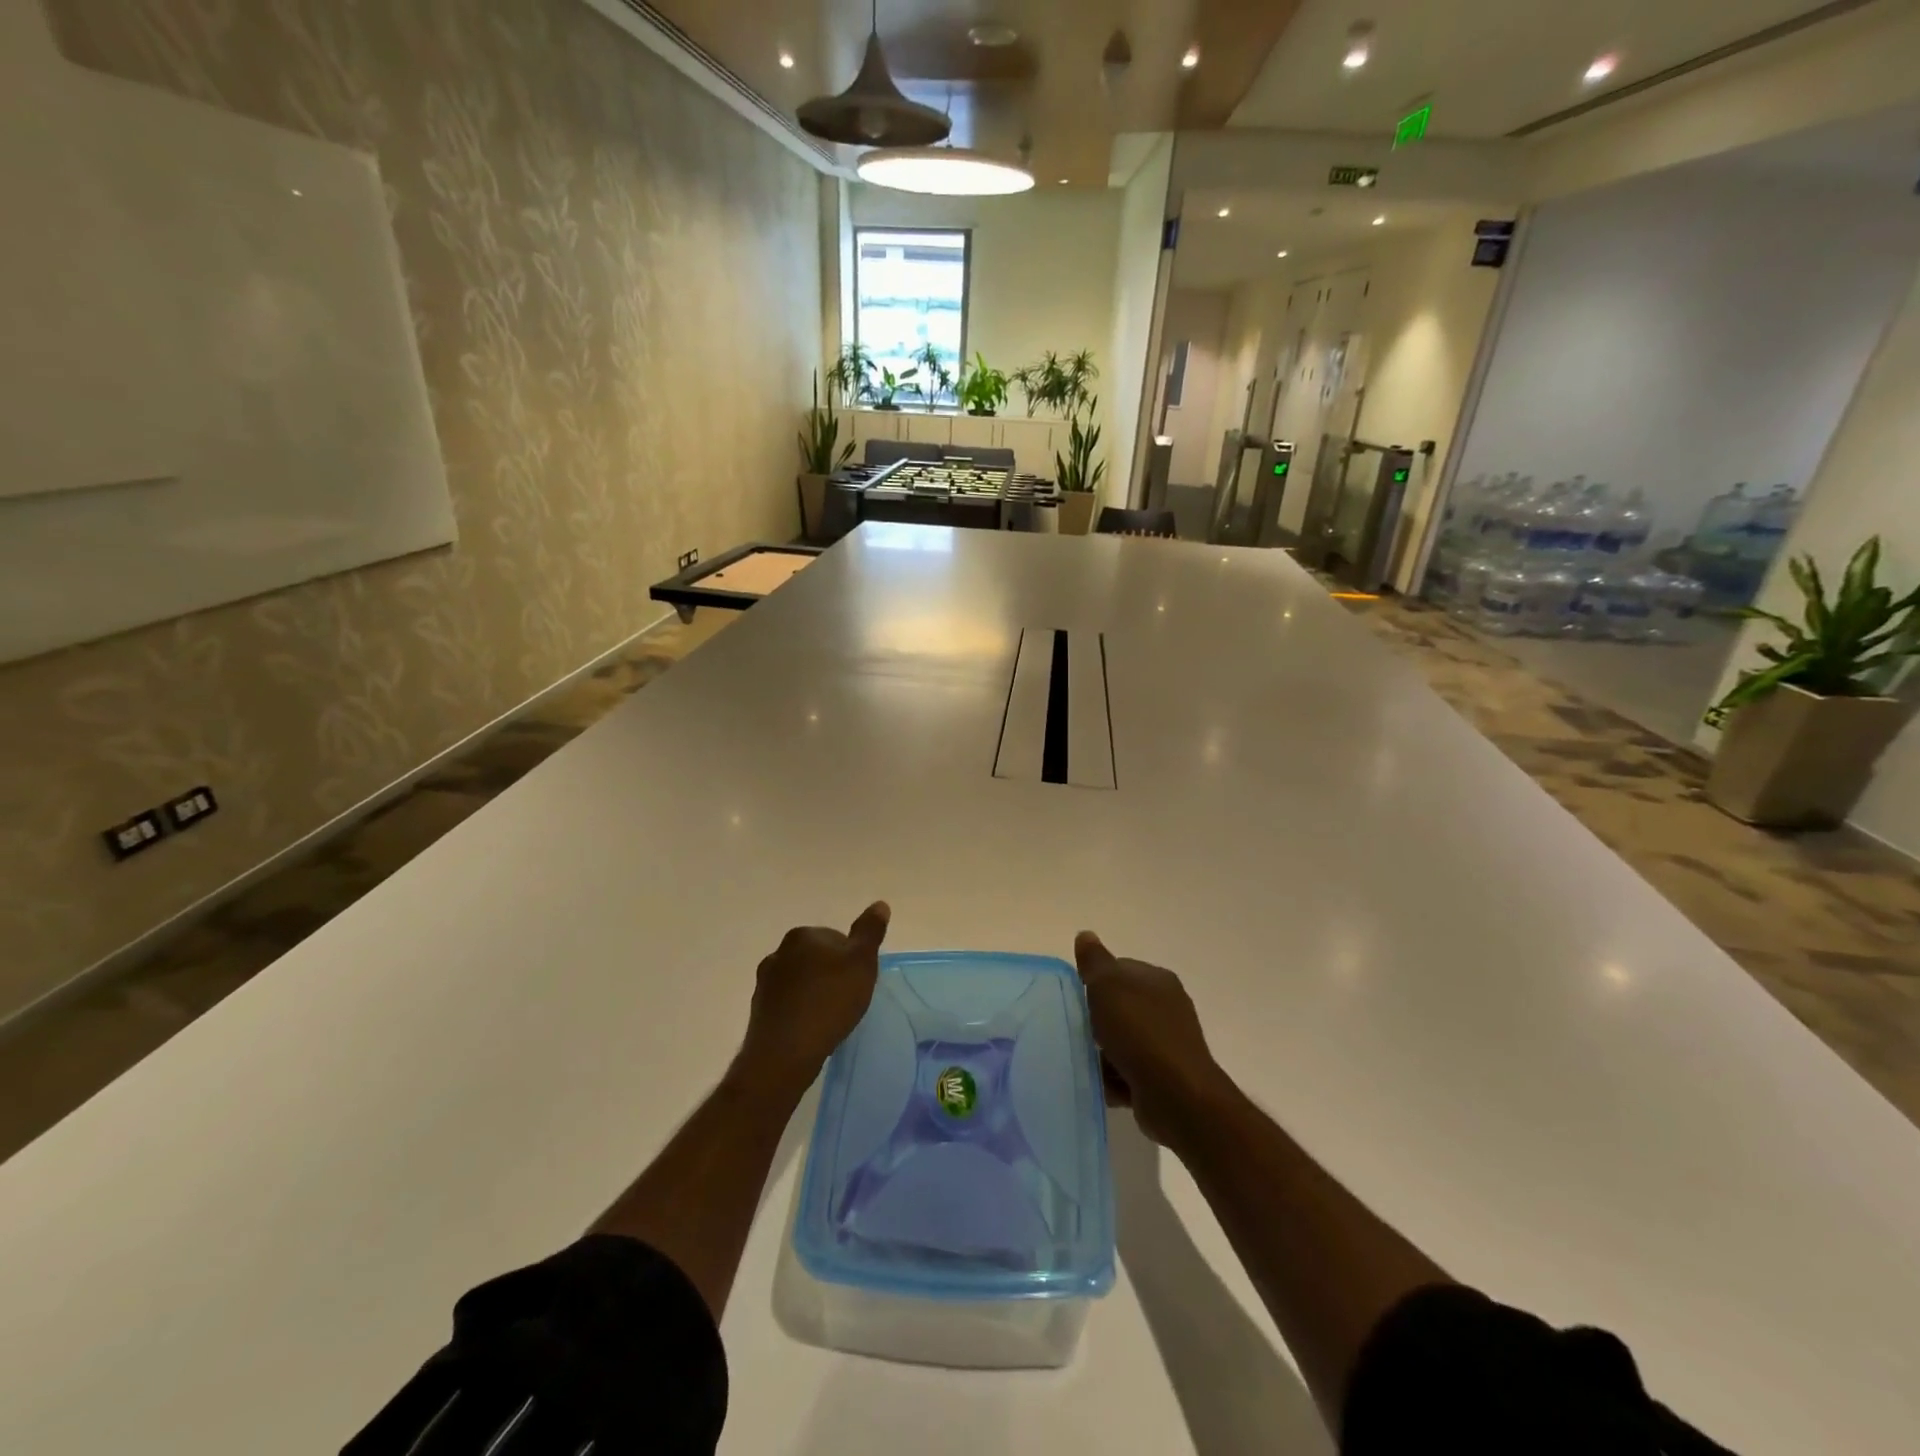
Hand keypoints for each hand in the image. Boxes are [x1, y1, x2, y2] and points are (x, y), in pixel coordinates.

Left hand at [739, 903, 889, 1086]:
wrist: (785, 1053)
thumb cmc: (829, 1002)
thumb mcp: (862, 962)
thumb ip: (870, 931)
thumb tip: (879, 904)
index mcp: (802, 935)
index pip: (836, 938)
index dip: (852, 959)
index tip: (859, 981)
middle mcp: (779, 952)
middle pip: (817, 957)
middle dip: (832, 974)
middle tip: (848, 999)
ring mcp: (765, 981)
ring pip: (801, 980)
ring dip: (815, 992)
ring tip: (830, 1017)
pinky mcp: (759, 1009)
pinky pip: (788, 1002)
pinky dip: (800, 1010)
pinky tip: (811, 1029)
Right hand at [1074, 931, 1231, 1147]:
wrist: (1176, 1095)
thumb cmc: (1139, 1031)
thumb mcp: (1108, 985)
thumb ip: (1094, 961)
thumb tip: (1085, 935)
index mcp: (1157, 980)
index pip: (1120, 970)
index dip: (1095, 981)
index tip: (1077, 997)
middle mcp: (1166, 1008)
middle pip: (1120, 1007)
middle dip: (1097, 1020)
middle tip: (1075, 1029)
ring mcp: (1167, 1045)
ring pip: (1122, 1042)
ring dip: (1102, 1053)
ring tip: (1082, 1060)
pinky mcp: (1163, 1079)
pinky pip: (1128, 1073)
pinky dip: (1112, 1079)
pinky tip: (1098, 1084)